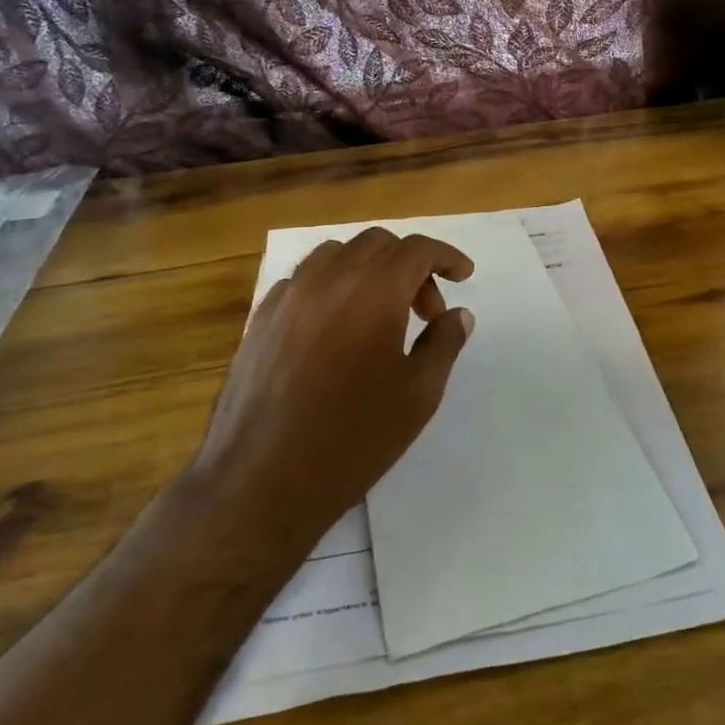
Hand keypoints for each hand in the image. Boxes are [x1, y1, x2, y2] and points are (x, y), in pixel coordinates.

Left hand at [192, 228, 475, 553]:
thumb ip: (444, 343)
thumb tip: (458, 314)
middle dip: (411, 265)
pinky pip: (303, 280)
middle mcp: (329, 279)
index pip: (417, 249)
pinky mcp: (261, 318)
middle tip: (426, 311)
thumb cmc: (353, 438)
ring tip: (380, 313)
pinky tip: (336, 327)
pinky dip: (331, 286)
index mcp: (374, 292)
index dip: (446, 256)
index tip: (463, 275)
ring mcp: (288, 295)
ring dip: (368, 269)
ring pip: (336, 254)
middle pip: (377, 244)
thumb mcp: (418, 395)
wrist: (262, 480)